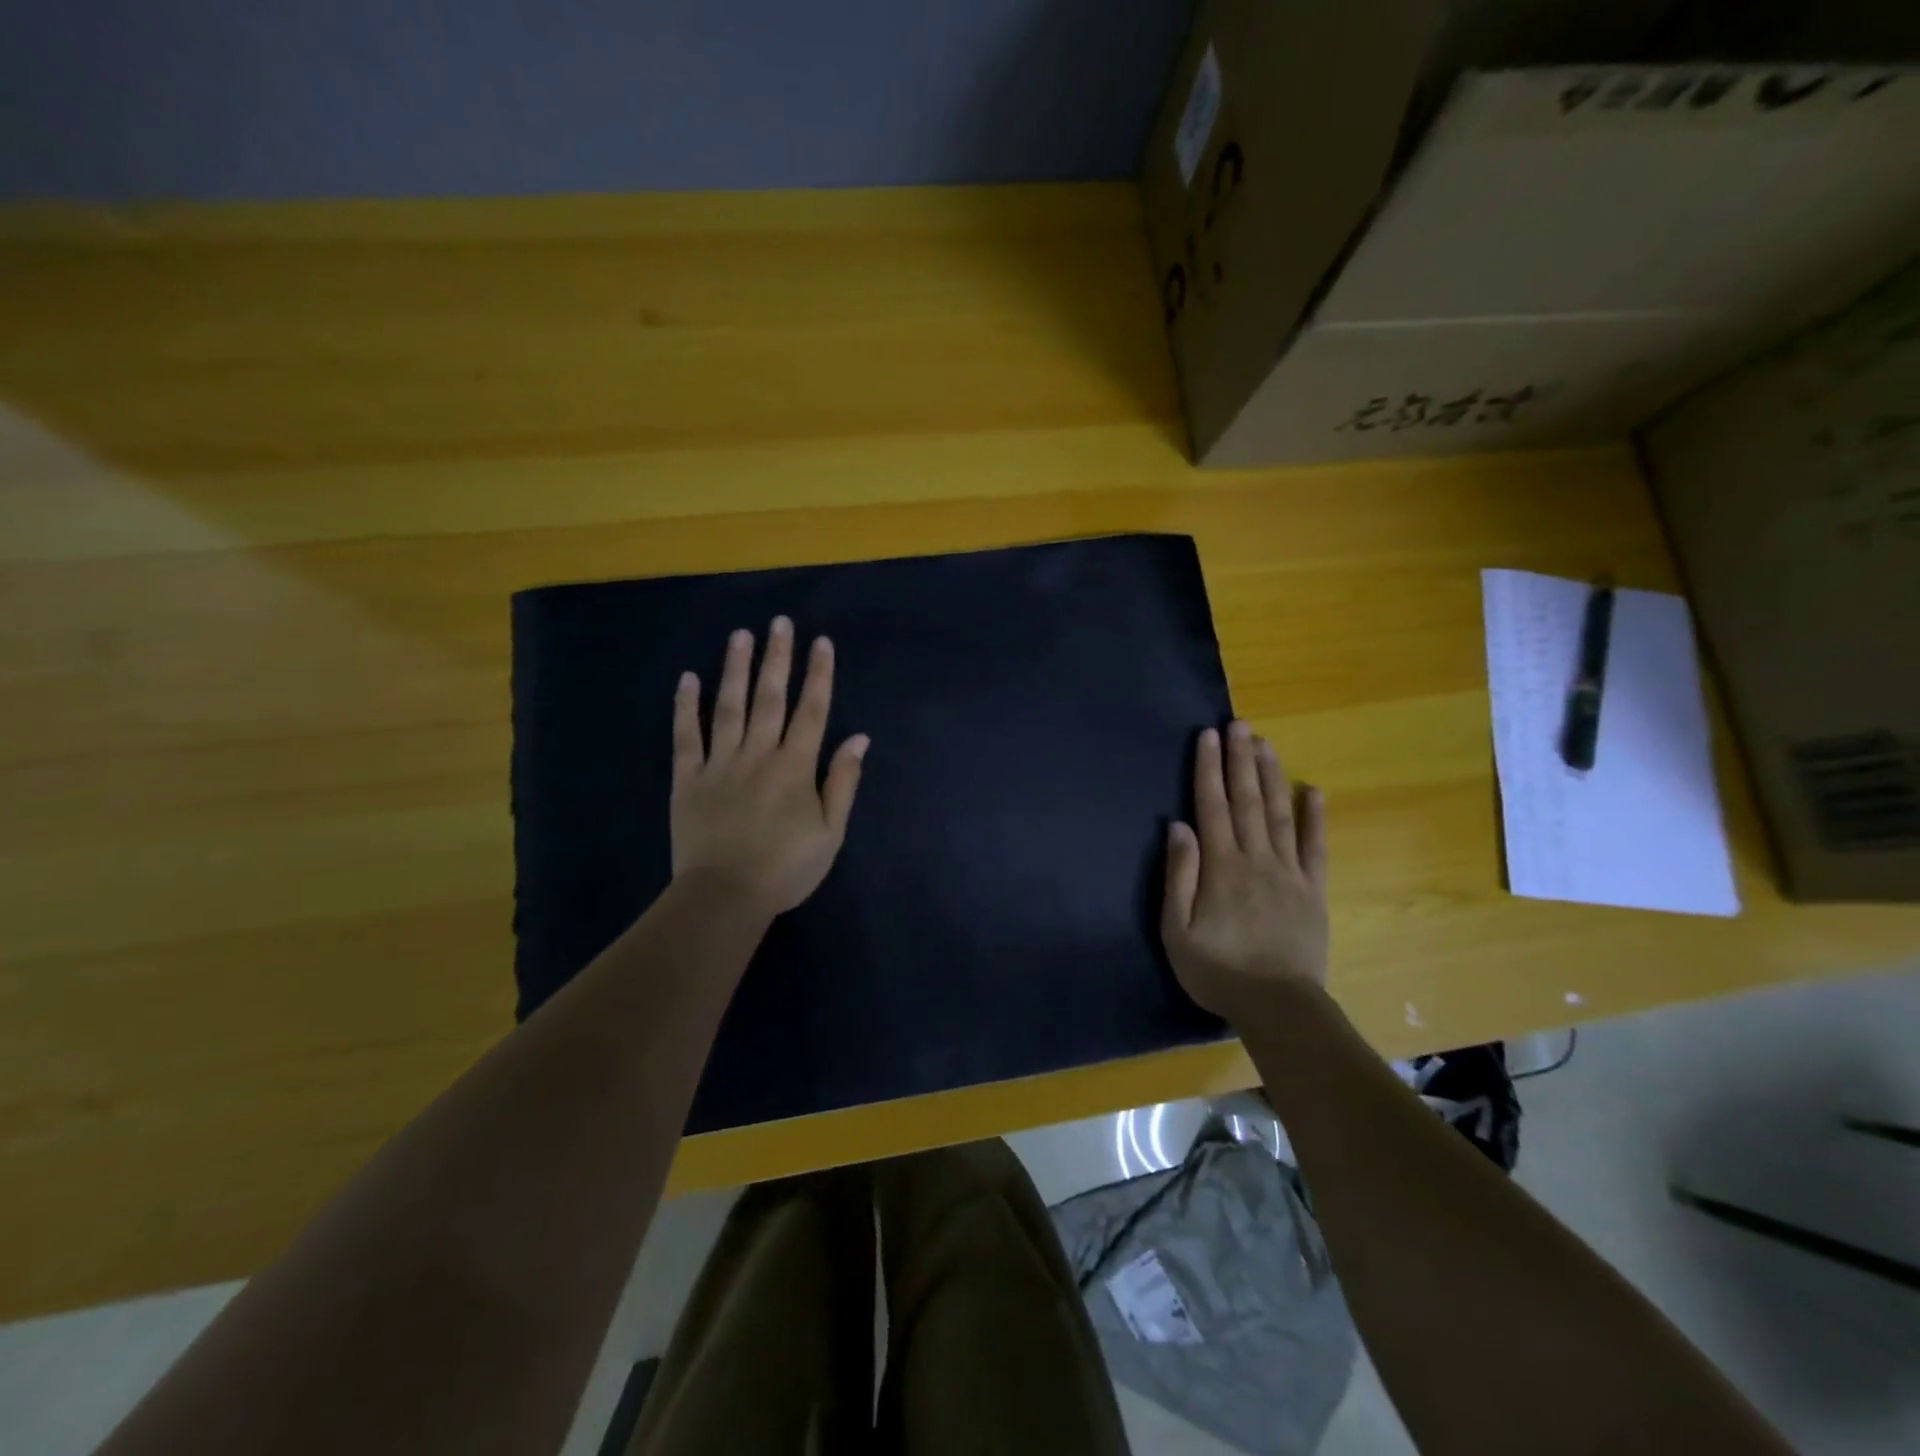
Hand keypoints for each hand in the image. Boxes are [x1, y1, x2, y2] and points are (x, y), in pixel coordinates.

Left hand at [671, 617, 868, 917]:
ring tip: (740, 635)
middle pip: (770, 698)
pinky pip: (686, 737)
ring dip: (735, 669)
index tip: (821, 642)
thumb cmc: (786, 868)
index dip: (818, 674)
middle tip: (779, 622)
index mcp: (795, 767)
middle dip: (777, 658)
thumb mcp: (830, 832)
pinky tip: (688, 679)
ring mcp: (720, 763)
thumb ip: (843, 782)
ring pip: (728, 707)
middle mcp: (758, 754)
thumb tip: (859, 738)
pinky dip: (686, 707)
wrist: (724, 897)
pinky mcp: (688, 779)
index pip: (812, 710)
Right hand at [1162, 721, 1328, 1019]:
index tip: (1209, 736)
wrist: (1278, 1006)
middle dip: (1241, 759)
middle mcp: (1255, 857)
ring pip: (1280, 813)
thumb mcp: (1178, 930)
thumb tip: (1178, 827)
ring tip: (1266, 744)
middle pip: (1247, 800)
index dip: (1209, 768)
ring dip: (1272, 776)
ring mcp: (1289, 872)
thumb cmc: (1218, 970)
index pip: (1212, 805)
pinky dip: (1315, 817)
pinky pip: (1315, 847)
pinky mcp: (1313, 890)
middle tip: (1240, 724)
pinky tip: (1314, 790)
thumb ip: (1178, 875)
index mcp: (1221, 866)